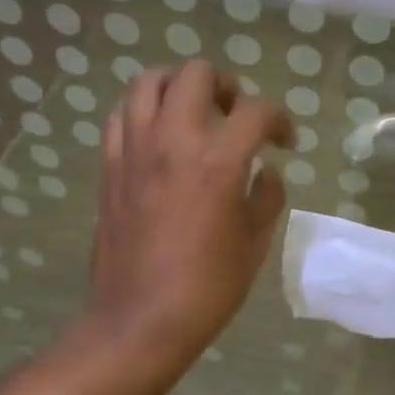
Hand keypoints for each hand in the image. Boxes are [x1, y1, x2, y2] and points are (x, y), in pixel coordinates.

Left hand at [85, 61, 292, 364]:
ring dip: (179, 87)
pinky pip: (121, 115)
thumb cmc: (207, 287)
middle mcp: (173, 141)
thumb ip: (266, 195)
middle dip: (227, 87)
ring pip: (150, 81)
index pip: (256, 111)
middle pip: (198, 75)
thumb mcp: (255, 243)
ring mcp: (134, 150)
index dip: (280, 120)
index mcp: (218, 161)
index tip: (284, 142)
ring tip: (193, 112)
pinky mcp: (109, 166)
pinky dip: (143, 111)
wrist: (140, 320)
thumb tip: (265, 171)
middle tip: (236, 115)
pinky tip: (158, 136)